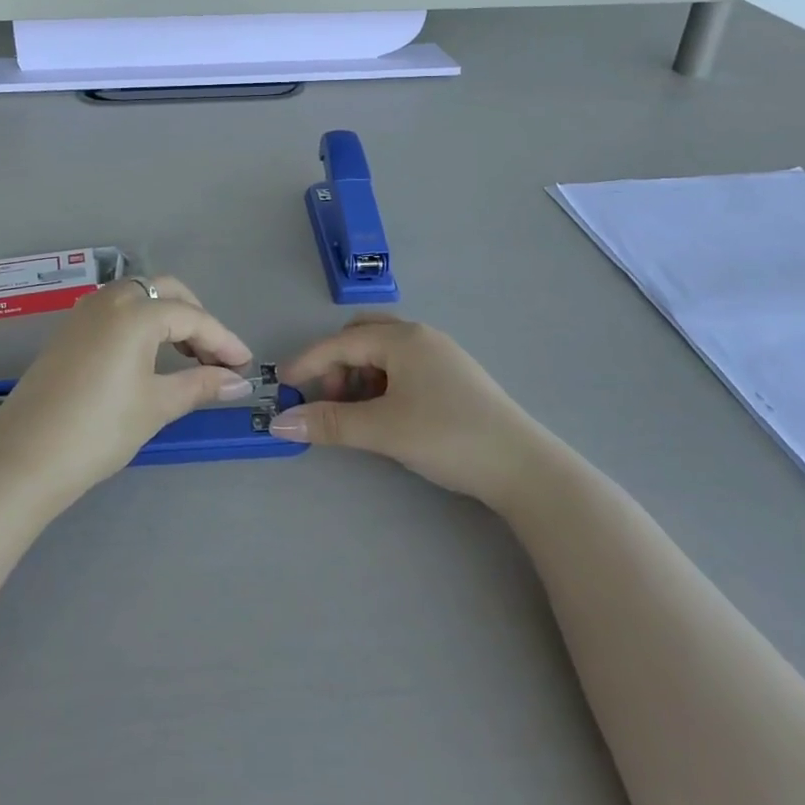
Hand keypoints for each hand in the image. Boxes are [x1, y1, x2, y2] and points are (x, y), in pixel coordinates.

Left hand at [0, 276, 252, 500]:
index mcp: (135, 313)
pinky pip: (116, 311)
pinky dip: (140, 323)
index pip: (193, 317)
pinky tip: (148, 357)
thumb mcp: (156, 406)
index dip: (223, 341)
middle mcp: (109, 300)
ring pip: (138, 296)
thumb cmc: (98, 431)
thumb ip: (200, 385)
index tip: (245, 366)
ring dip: (167, 318)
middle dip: (196, 318)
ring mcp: (84, 313)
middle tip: (215, 356)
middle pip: (165, 292)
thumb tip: (238, 382)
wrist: (23, 460)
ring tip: (187, 358)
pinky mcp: (68, 331)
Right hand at [272, 317, 540, 506]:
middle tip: (327, 399)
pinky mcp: (454, 377)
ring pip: (384, 352)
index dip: (308, 362)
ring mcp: (441, 355)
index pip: (341, 343)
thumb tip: (280, 423)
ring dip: (359, 375)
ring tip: (357, 412)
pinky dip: (382, 383)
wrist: (523, 467)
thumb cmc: (447, 436)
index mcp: (402, 339)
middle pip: (362, 336)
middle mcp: (421, 337)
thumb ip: (329, 423)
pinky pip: (404, 367)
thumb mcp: (382, 430)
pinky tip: (387, 413)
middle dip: (336, 364)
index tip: (281, 384)